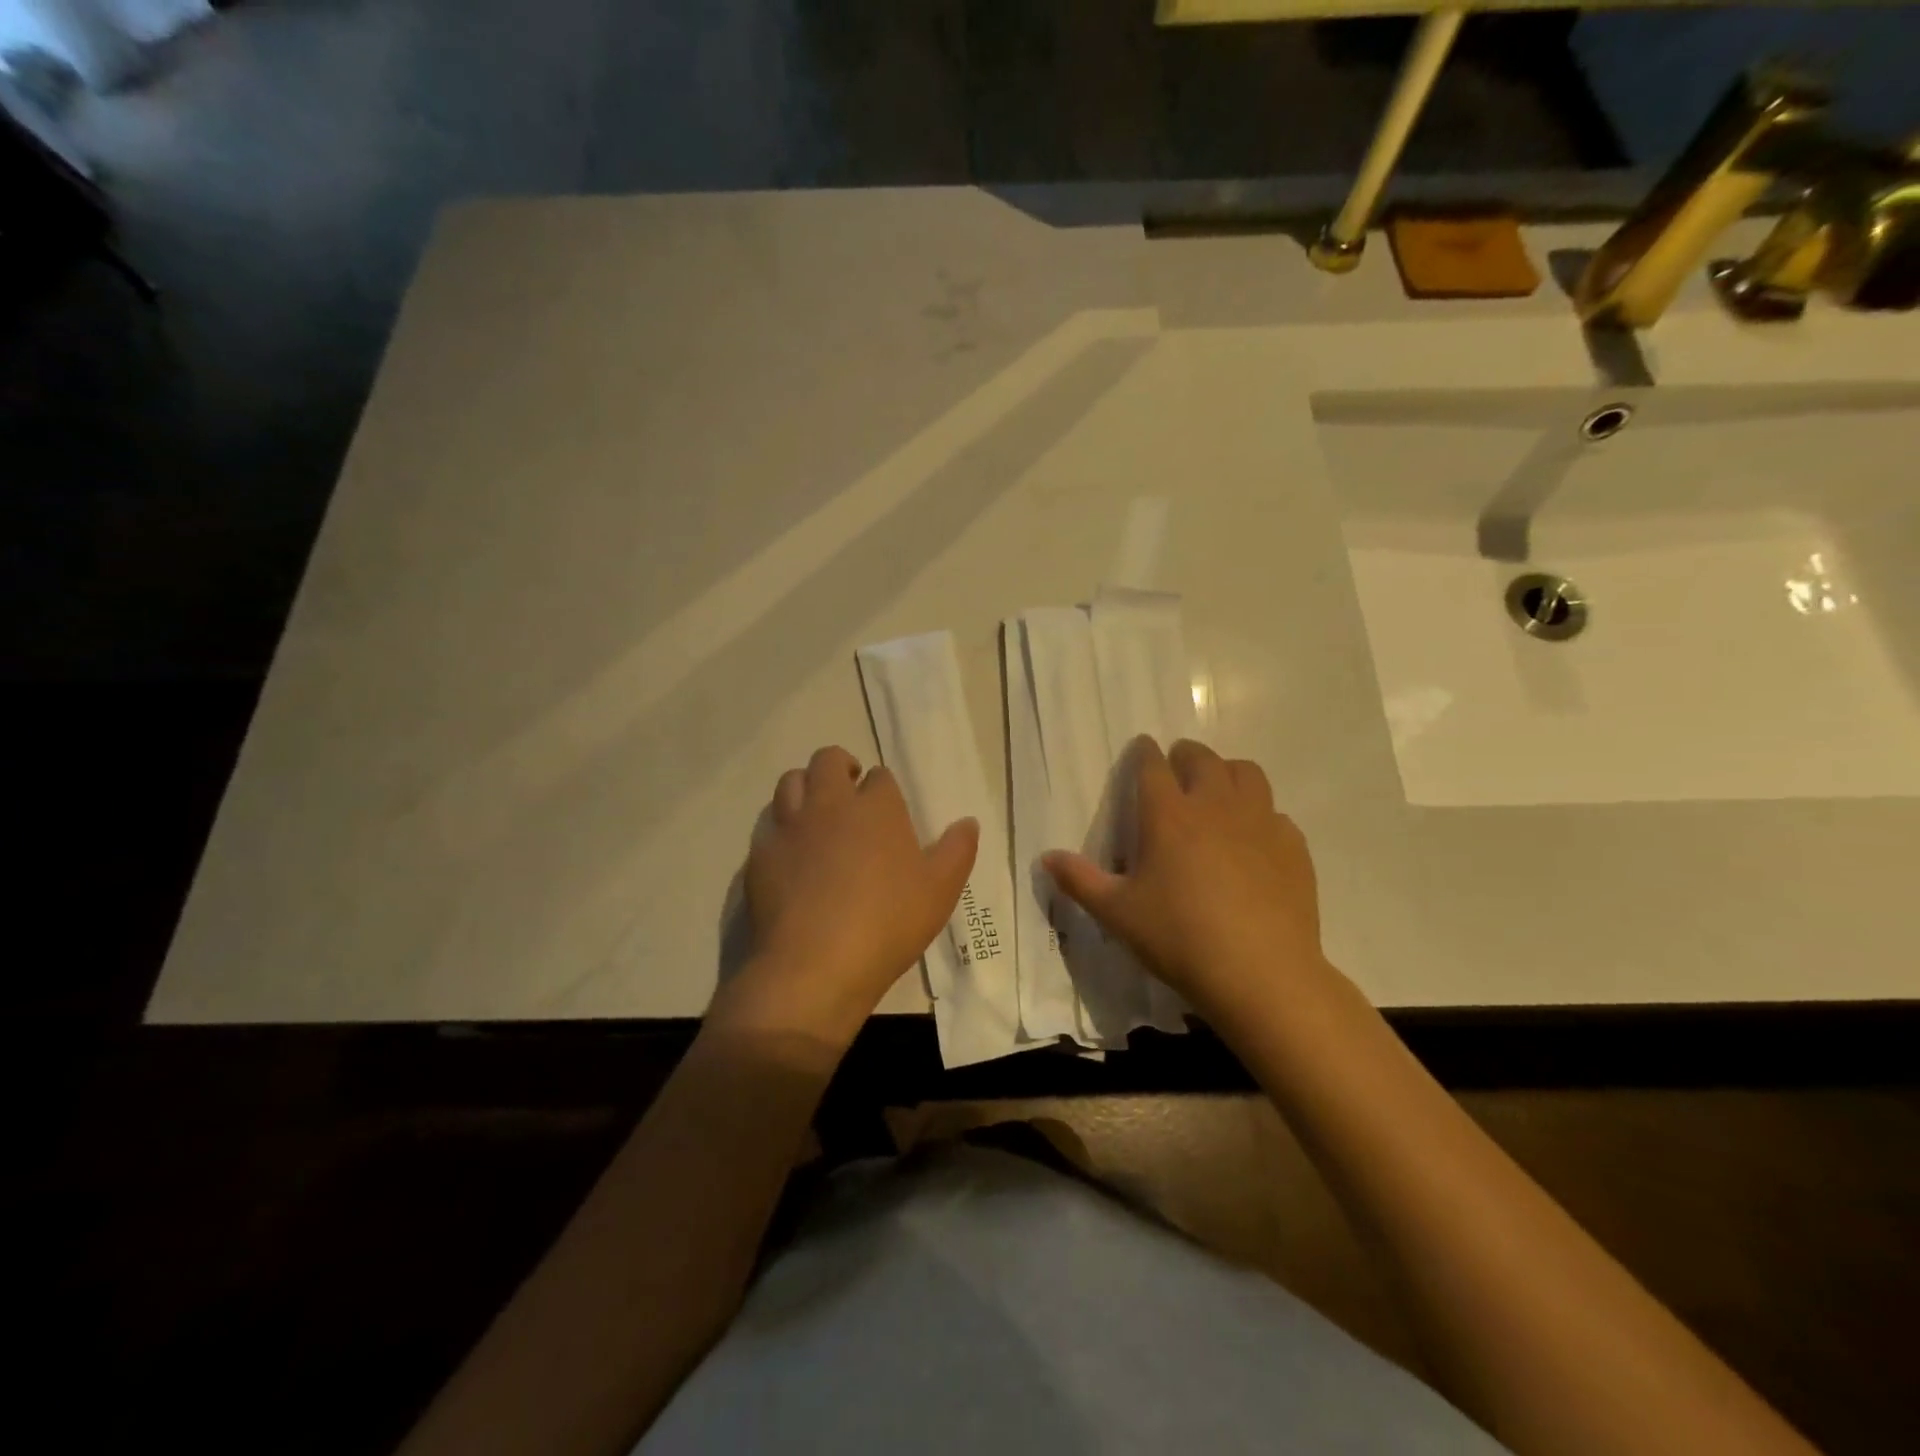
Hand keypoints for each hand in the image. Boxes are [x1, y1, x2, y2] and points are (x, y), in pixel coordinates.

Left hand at [723, 745, 977, 1042]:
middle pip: (827, 761)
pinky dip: (780, 828)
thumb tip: (968, 822)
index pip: (880, 777)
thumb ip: (957, 851)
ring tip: (816, 813)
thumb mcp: (940, 891)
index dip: (883, 788)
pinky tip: (790, 852)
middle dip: (840, 767)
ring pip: (790, 782)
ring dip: (805, 787)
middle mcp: (830, 804)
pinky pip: (768, 824)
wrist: (815, 964)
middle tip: (848, 790)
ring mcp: (790, 827)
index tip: (887, 808)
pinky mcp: (759, 854)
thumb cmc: (888, 923)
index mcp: (876, 807)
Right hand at [1044, 737, 1334, 1022]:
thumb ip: (1080, 881)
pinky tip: (1253, 841)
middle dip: (1185, 755)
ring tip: (1217, 792)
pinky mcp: (1292, 845)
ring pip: (1246, 773)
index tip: (1142, 749)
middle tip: (1177, 769)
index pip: (1153, 764)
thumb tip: (1046, 857)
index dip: (1144, 752)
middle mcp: (1215, 805)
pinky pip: (1275, 813)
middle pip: (1202, 758)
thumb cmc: (1178, 938)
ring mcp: (1260, 821)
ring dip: (1227, 773)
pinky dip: (1260, 815)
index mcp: (1168, 815)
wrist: (1260, 974)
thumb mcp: (1117, 914)